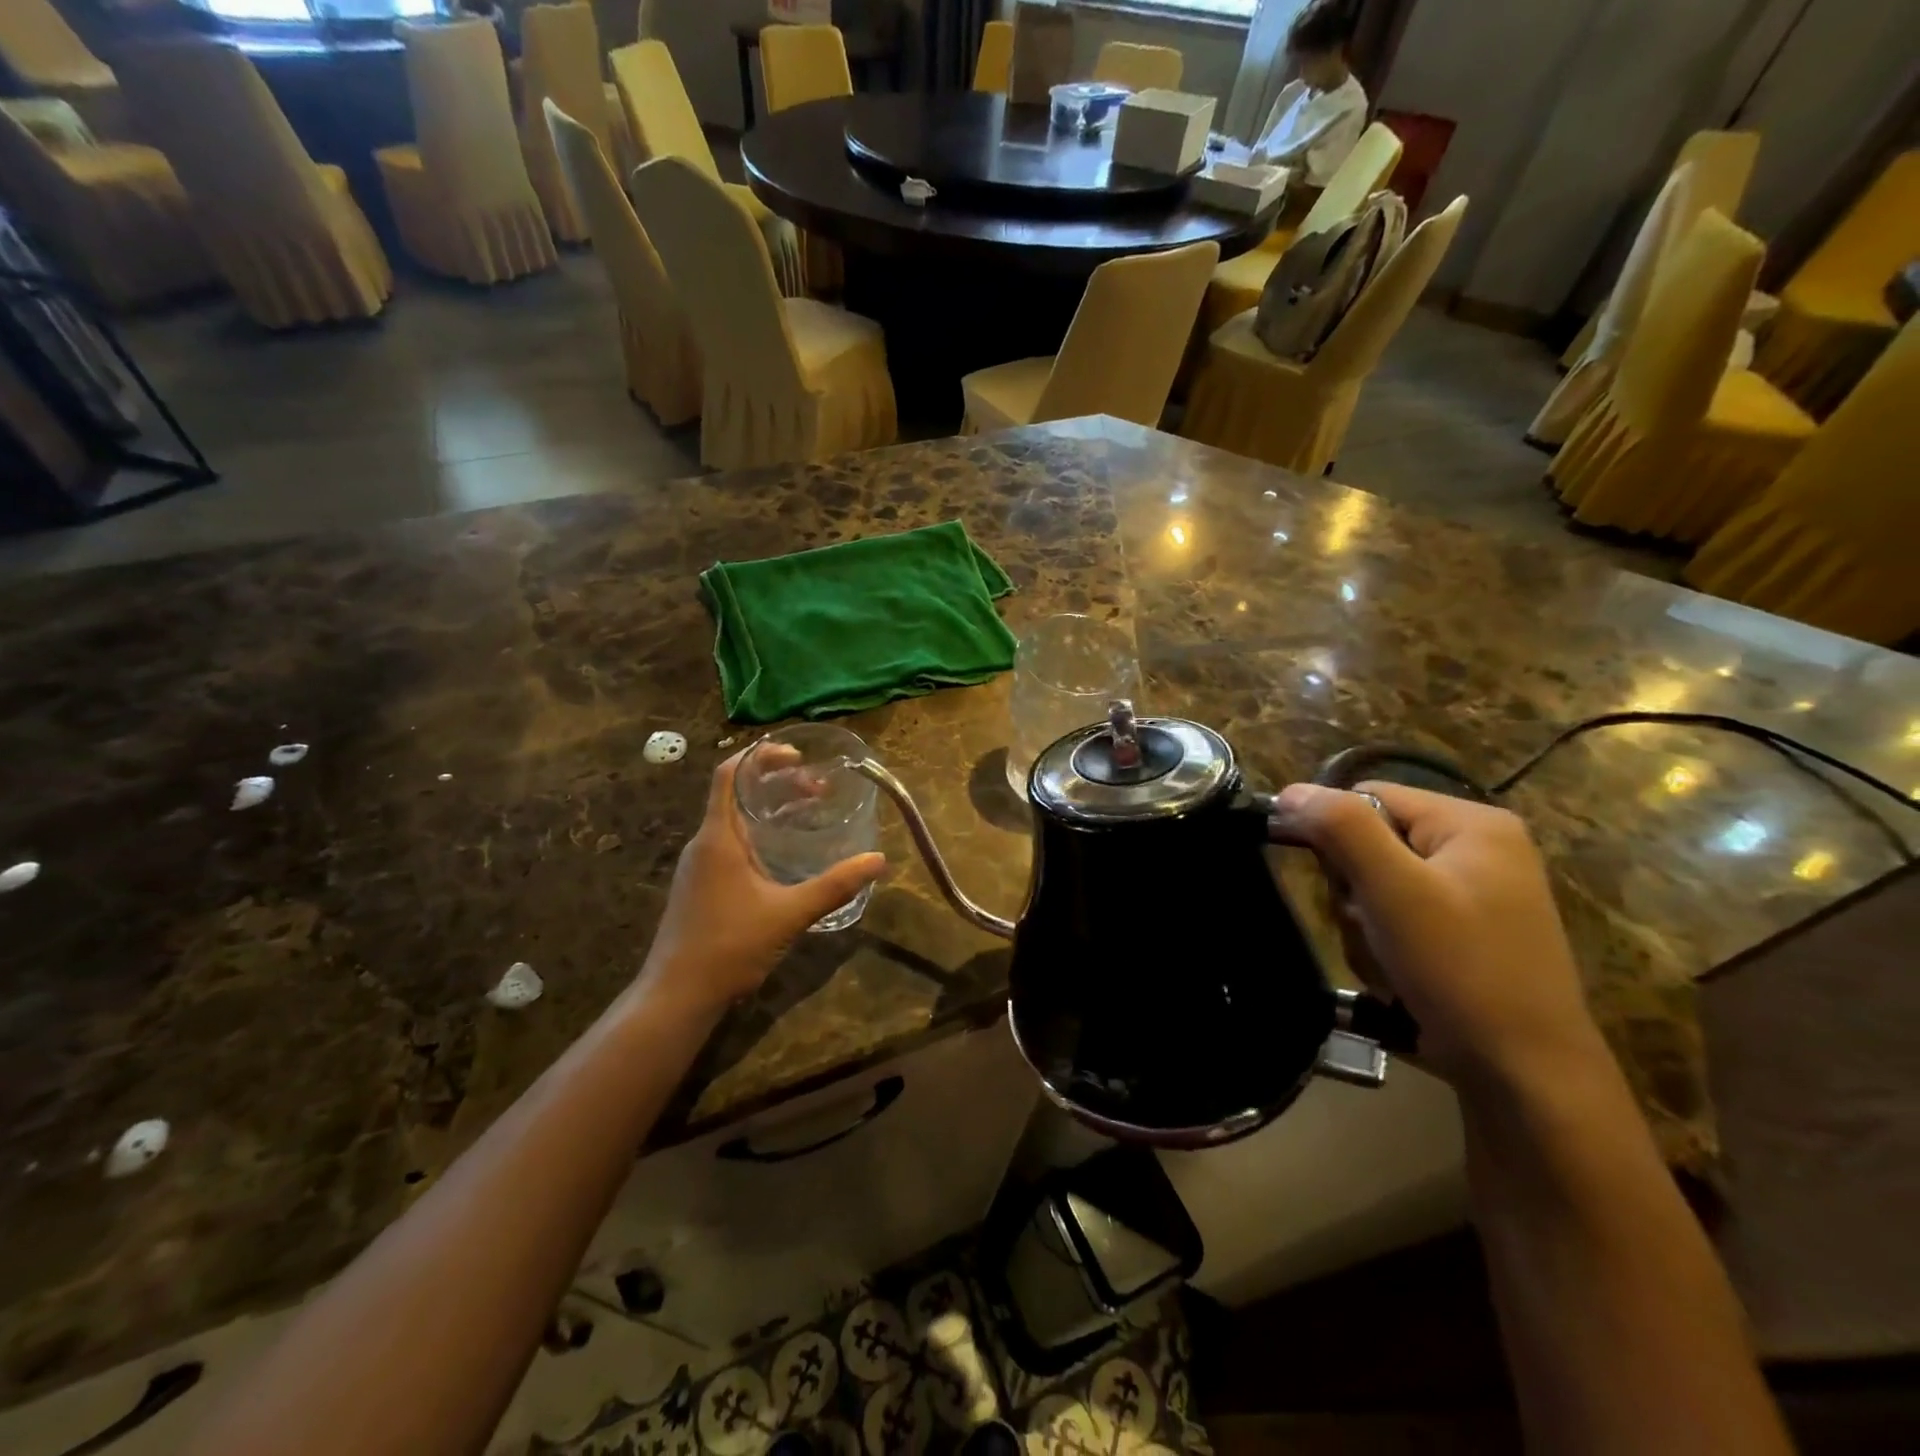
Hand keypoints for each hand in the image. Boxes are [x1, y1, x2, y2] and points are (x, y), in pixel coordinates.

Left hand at [639, 752, 884, 1017]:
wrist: (677, 995)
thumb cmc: (729, 945)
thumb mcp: (789, 913)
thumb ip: (835, 885)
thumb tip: (878, 860)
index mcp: (719, 838)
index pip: (729, 774)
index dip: (760, 755)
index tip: (796, 755)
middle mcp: (704, 844)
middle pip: (736, 794)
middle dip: (776, 783)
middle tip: (816, 789)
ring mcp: (699, 866)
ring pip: (734, 821)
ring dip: (768, 810)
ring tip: (806, 814)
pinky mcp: (700, 886)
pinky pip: (730, 844)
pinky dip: (759, 834)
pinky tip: (783, 855)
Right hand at [1272, 782, 1605, 1093]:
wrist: (1525, 1077)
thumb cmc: (1461, 970)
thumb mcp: (1393, 891)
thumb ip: (1341, 829)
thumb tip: (1290, 792)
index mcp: (1473, 824)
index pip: (1369, 797)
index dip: (1333, 832)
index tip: (1330, 881)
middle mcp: (1480, 850)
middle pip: (1371, 843)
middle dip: (1353, 889)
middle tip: (1370, 927)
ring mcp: (1477, 895)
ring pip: (1377, 886)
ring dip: (1364, 924)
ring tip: (1388, 961)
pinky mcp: (1468, 935)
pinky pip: (1399, 919)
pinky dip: (1386, 946)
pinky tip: (1401, 977)